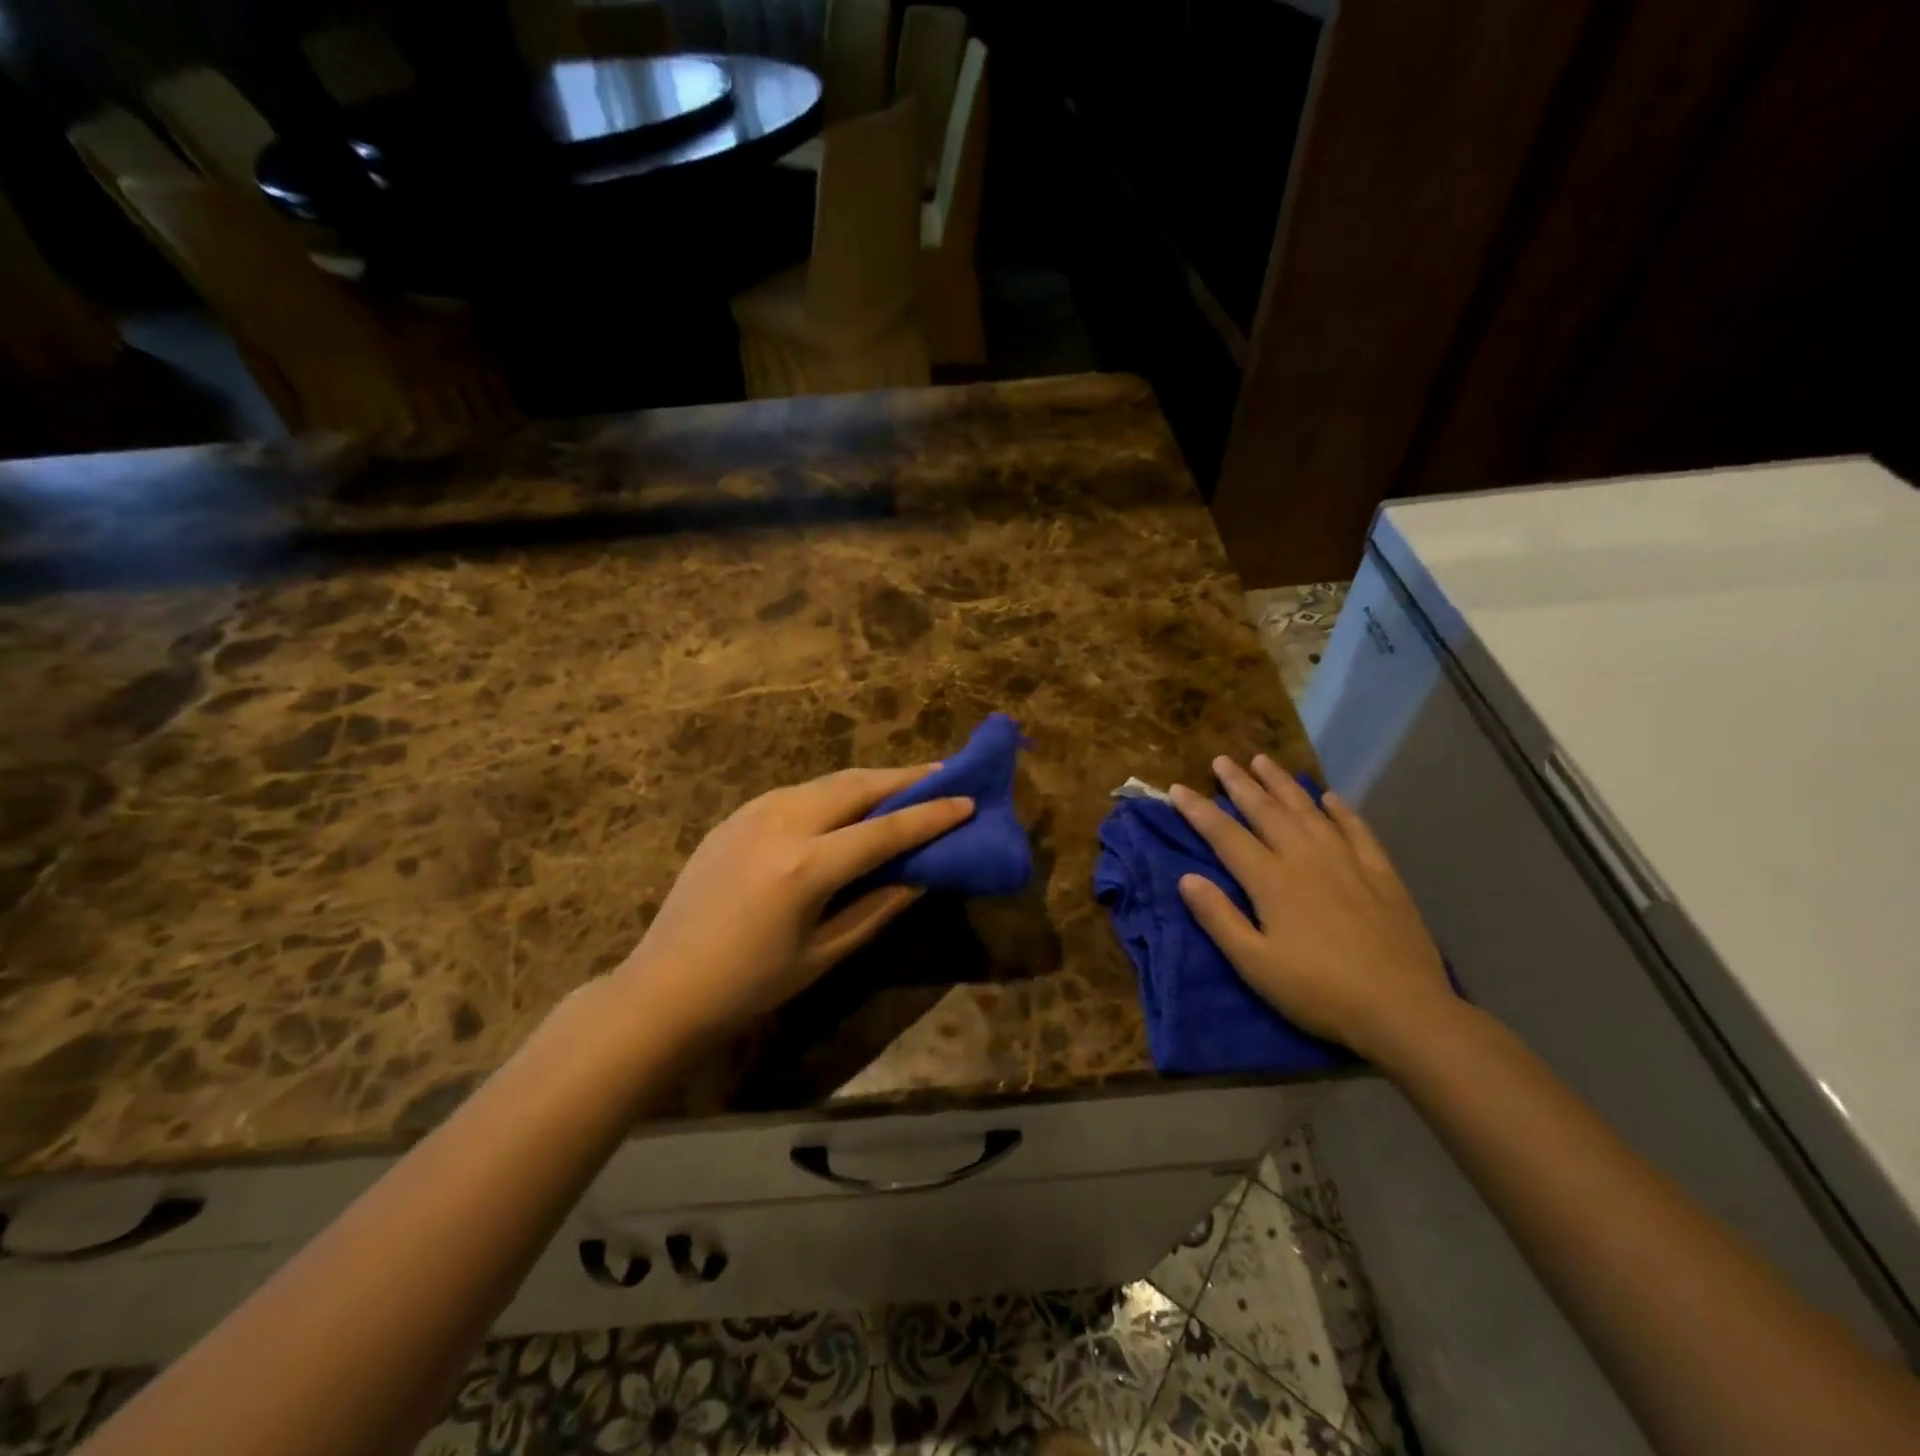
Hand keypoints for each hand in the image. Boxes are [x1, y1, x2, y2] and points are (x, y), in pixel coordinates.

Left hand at [614, 765, 973, 1040]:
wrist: (664, 984)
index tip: (968, 800)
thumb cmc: (750, 984)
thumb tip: (921, 874)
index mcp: (806, 865)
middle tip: (943, 774)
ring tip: (904, 784)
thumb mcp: (825, 953)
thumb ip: (878, 906)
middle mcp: (782, 822)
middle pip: (857, 786)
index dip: (931, 815)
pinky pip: (798, 791)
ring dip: (870, 780)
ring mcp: (754, 812)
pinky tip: (849, 803)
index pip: (885, 829)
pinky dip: (834, 791)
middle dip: (904, 778)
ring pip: (827, 781)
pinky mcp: (736, 815)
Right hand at [1170, 755, 1455, 1064]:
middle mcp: (1306, 858)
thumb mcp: (1255, 964)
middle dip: (1240, 784)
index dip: (1199, 810)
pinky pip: (1356, 830)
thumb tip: (1186, 878)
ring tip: (1264, 761)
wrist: (1404, 1009)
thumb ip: (1219, 918)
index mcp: (1272, 880)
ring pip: (1308, 811)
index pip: (1225, 835)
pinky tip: (1330, 797)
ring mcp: (1347, 862)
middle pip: (1266, 811)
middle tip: (1222, 759)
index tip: (1177, 788)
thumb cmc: (1319, 991)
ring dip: (1283, 784)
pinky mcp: (1381, 874)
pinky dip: (1341, 810)